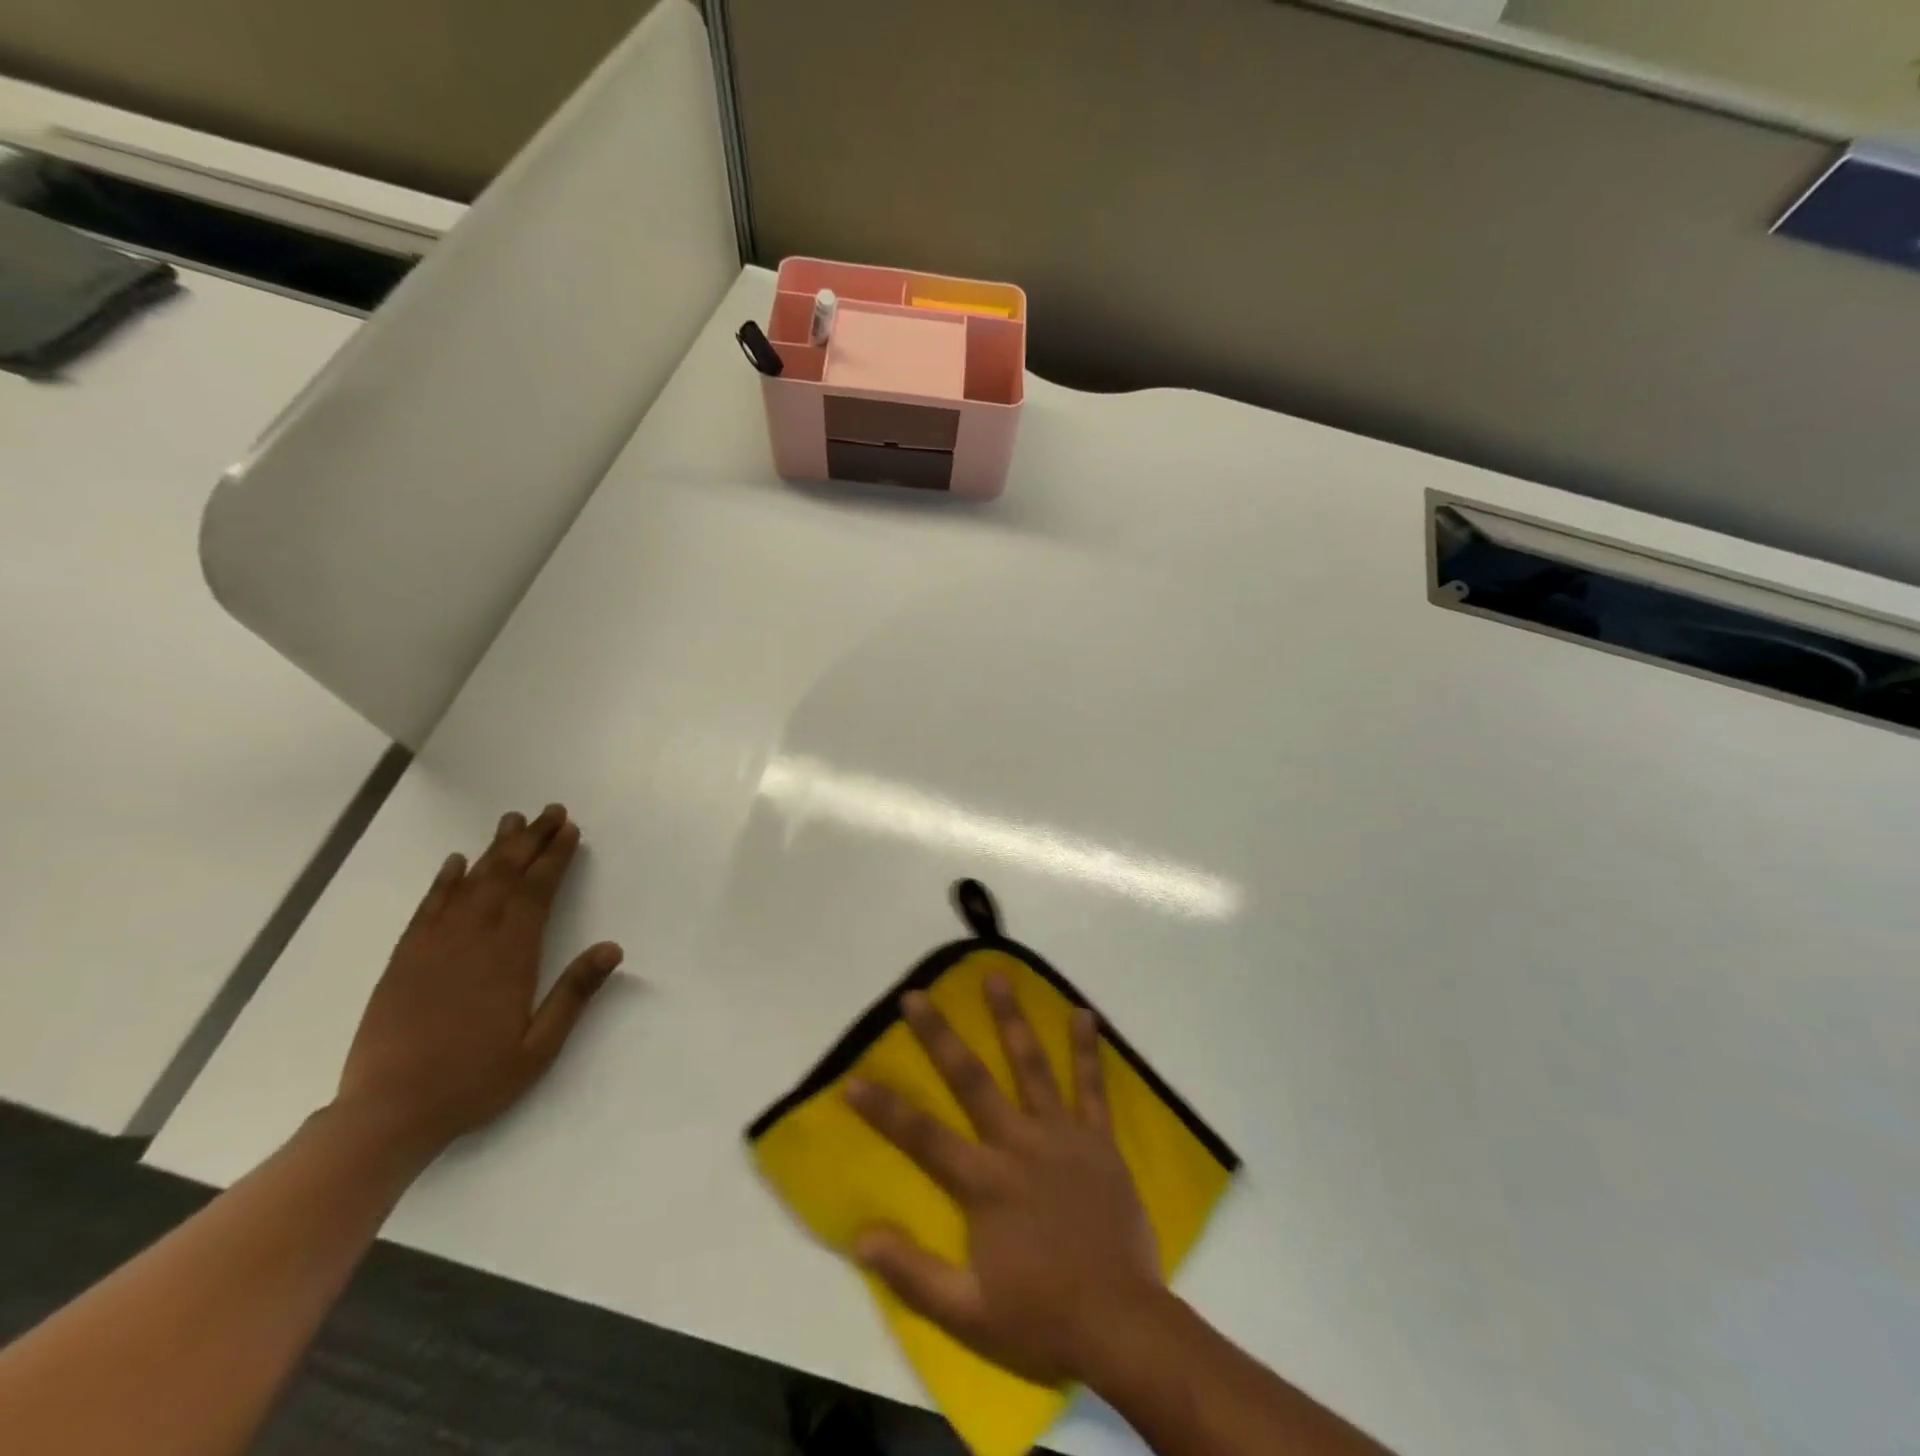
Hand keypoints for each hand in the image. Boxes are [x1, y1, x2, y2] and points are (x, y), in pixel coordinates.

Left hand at [334, 804, 622, 1158]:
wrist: (387, 1113)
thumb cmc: (474, 1081)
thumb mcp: (539, 1047)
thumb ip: (574, 993)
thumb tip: (612, 947)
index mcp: (509, 958)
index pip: (536, 893)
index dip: (554, 858)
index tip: (569, 831)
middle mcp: (472, 940)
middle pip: (504, 877)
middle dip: (530, 841)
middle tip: (549, 811)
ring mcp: (433, 947)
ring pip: (469, 884)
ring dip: (493, 850)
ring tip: (512, 822)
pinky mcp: (404, 960)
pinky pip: (428, 908)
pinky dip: (444, 881)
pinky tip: (455, 863)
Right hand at [845, 978, 1164, 1386]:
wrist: (1123, 1326)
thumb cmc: (1041, 1318)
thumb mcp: (968, 1314)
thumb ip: (913, 1274)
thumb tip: (861, 1237)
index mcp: (984, 1182)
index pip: (922, 1136)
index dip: (884, 1109)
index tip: (853, 1078)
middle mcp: (1018, 1144)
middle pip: (971, 1080)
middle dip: (939, 1036)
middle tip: (916, 996)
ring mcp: (1061, 1136)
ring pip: (1031, 1066)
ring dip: (1011, 1019)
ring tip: (996, 977)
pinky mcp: (1098, 1141)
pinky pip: (1092, 1087)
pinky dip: (1087, 1050)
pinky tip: (1083, 1014)